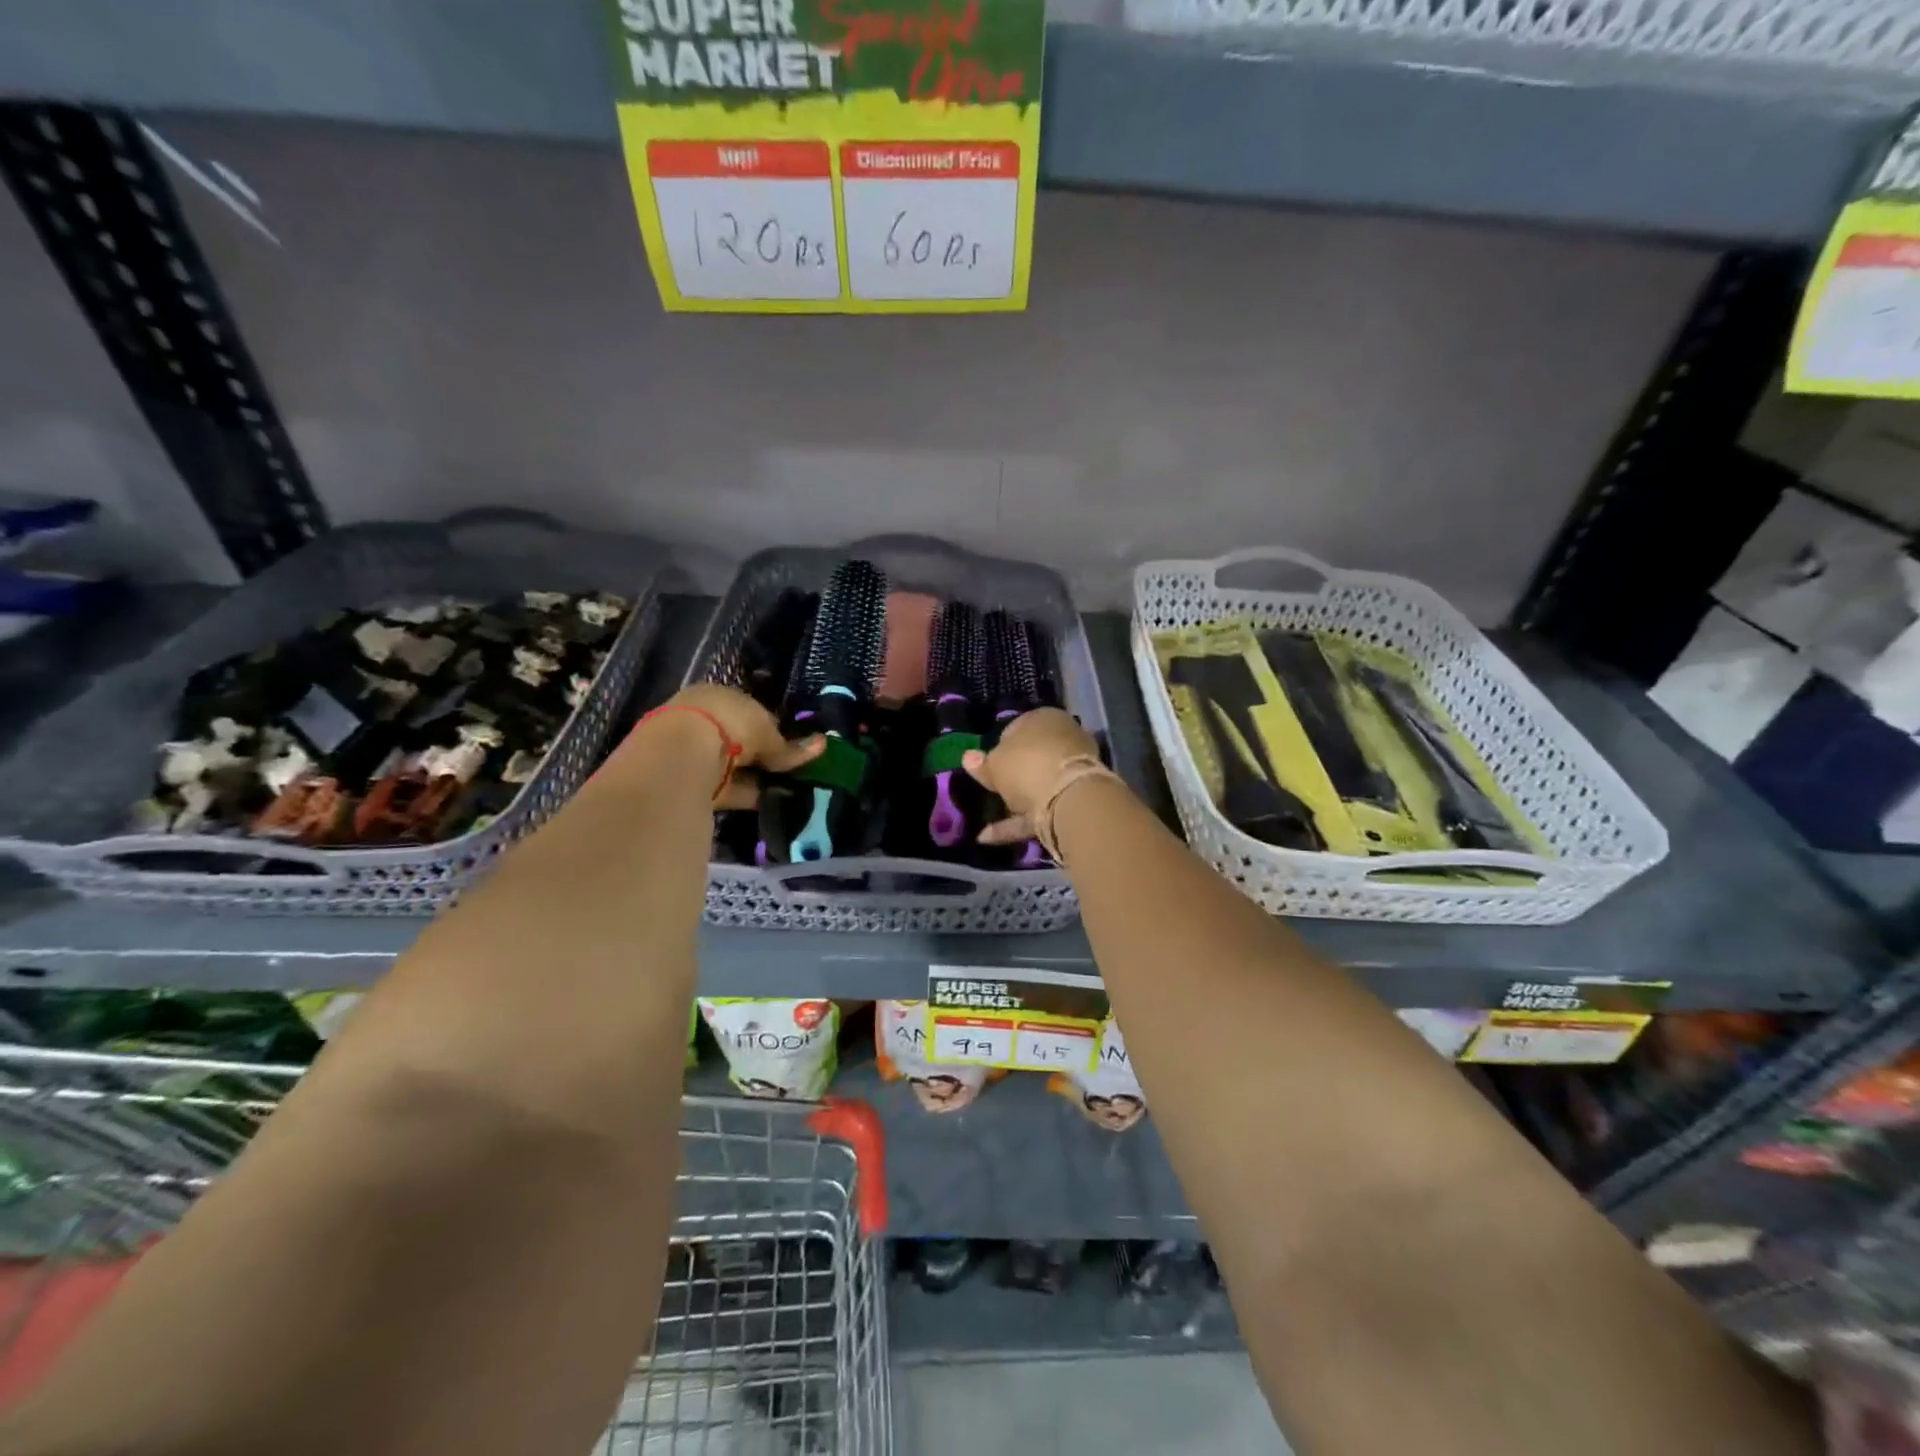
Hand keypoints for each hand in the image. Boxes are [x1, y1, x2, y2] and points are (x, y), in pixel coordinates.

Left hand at [657, 684, 823, 809]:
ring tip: (786, 789)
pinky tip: (768, 801)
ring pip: (733, 765)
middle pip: (740, 739)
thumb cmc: (728, 725)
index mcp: (718, 695)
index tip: (793, 746)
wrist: (680, 755)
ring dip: (756, 776)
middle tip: (790, 770)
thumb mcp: (767, 732)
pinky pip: (726, 787)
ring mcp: (692, 752)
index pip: (750, 711)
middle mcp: (702, 719)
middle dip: (762, 754)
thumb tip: (822, 746)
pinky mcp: (690, 781)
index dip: (773, 729)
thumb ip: (790, 746)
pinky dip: (746, 794)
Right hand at [961, 708, 1101, 845]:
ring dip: (1018, 798)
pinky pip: (1041, 808)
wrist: (1068, 798)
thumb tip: (968, 757)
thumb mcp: (995, 763)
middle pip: (1034, 755)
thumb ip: (982, 764)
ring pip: (1040, 783)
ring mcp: (1072, 771)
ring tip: (990, 813)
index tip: (987, 762)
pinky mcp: (1074, 800)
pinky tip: (988, 836)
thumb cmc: (1027, 765)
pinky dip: (1017, 821)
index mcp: (1045, 718)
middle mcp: (1064, 739)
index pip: (1018, 726)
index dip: (1000, 744)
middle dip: (1015, 771)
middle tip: (992, 786)